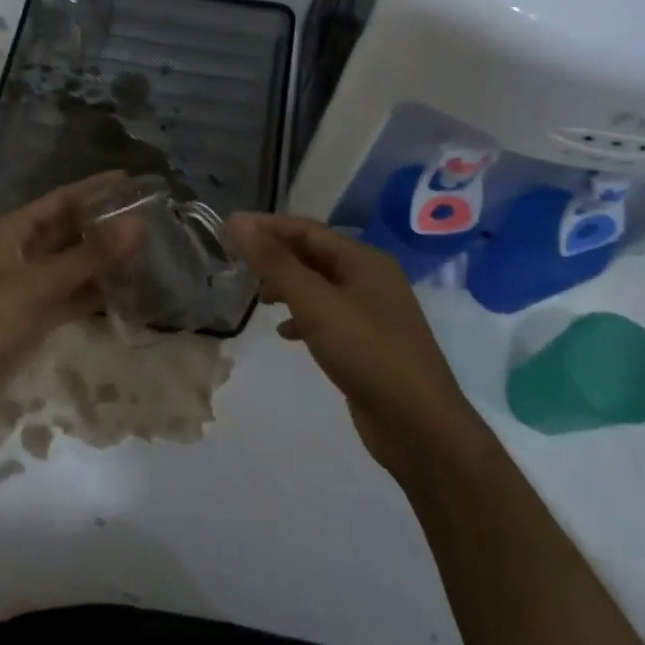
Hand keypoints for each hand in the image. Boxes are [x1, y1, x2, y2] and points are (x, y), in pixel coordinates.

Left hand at [0, 175, 126, 425]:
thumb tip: (138, 224)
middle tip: (149, 219)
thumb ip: (91, 255)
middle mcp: (21, 252)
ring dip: (104, 261)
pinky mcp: (36, 316)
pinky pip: (72, 296)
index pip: (60, 200)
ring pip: (73, 265)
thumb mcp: (41, 282)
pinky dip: (95, 293)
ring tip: (147, 252)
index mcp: (12, 231)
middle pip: (69, 231)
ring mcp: (29, 285)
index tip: (132, 182)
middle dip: (104, 226)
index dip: (95, 190)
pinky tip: (127, 290)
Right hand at [229, 213, 475, 487]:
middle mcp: (370, 278)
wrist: (417, 423)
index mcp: (364, 260)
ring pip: (319, 287)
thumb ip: (275, 262)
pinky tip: (285, 333)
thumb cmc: (366, 352)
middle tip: (237, 263)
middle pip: (314, 255)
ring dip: (287, 286)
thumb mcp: (316, 303)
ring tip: (258, 298)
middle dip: (276, 256)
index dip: (267, 226)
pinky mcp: (367, 342)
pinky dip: (303, 318)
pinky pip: (328, 316)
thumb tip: (238, 222)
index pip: (307, 230)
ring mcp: (371, 312)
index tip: (227, 229)